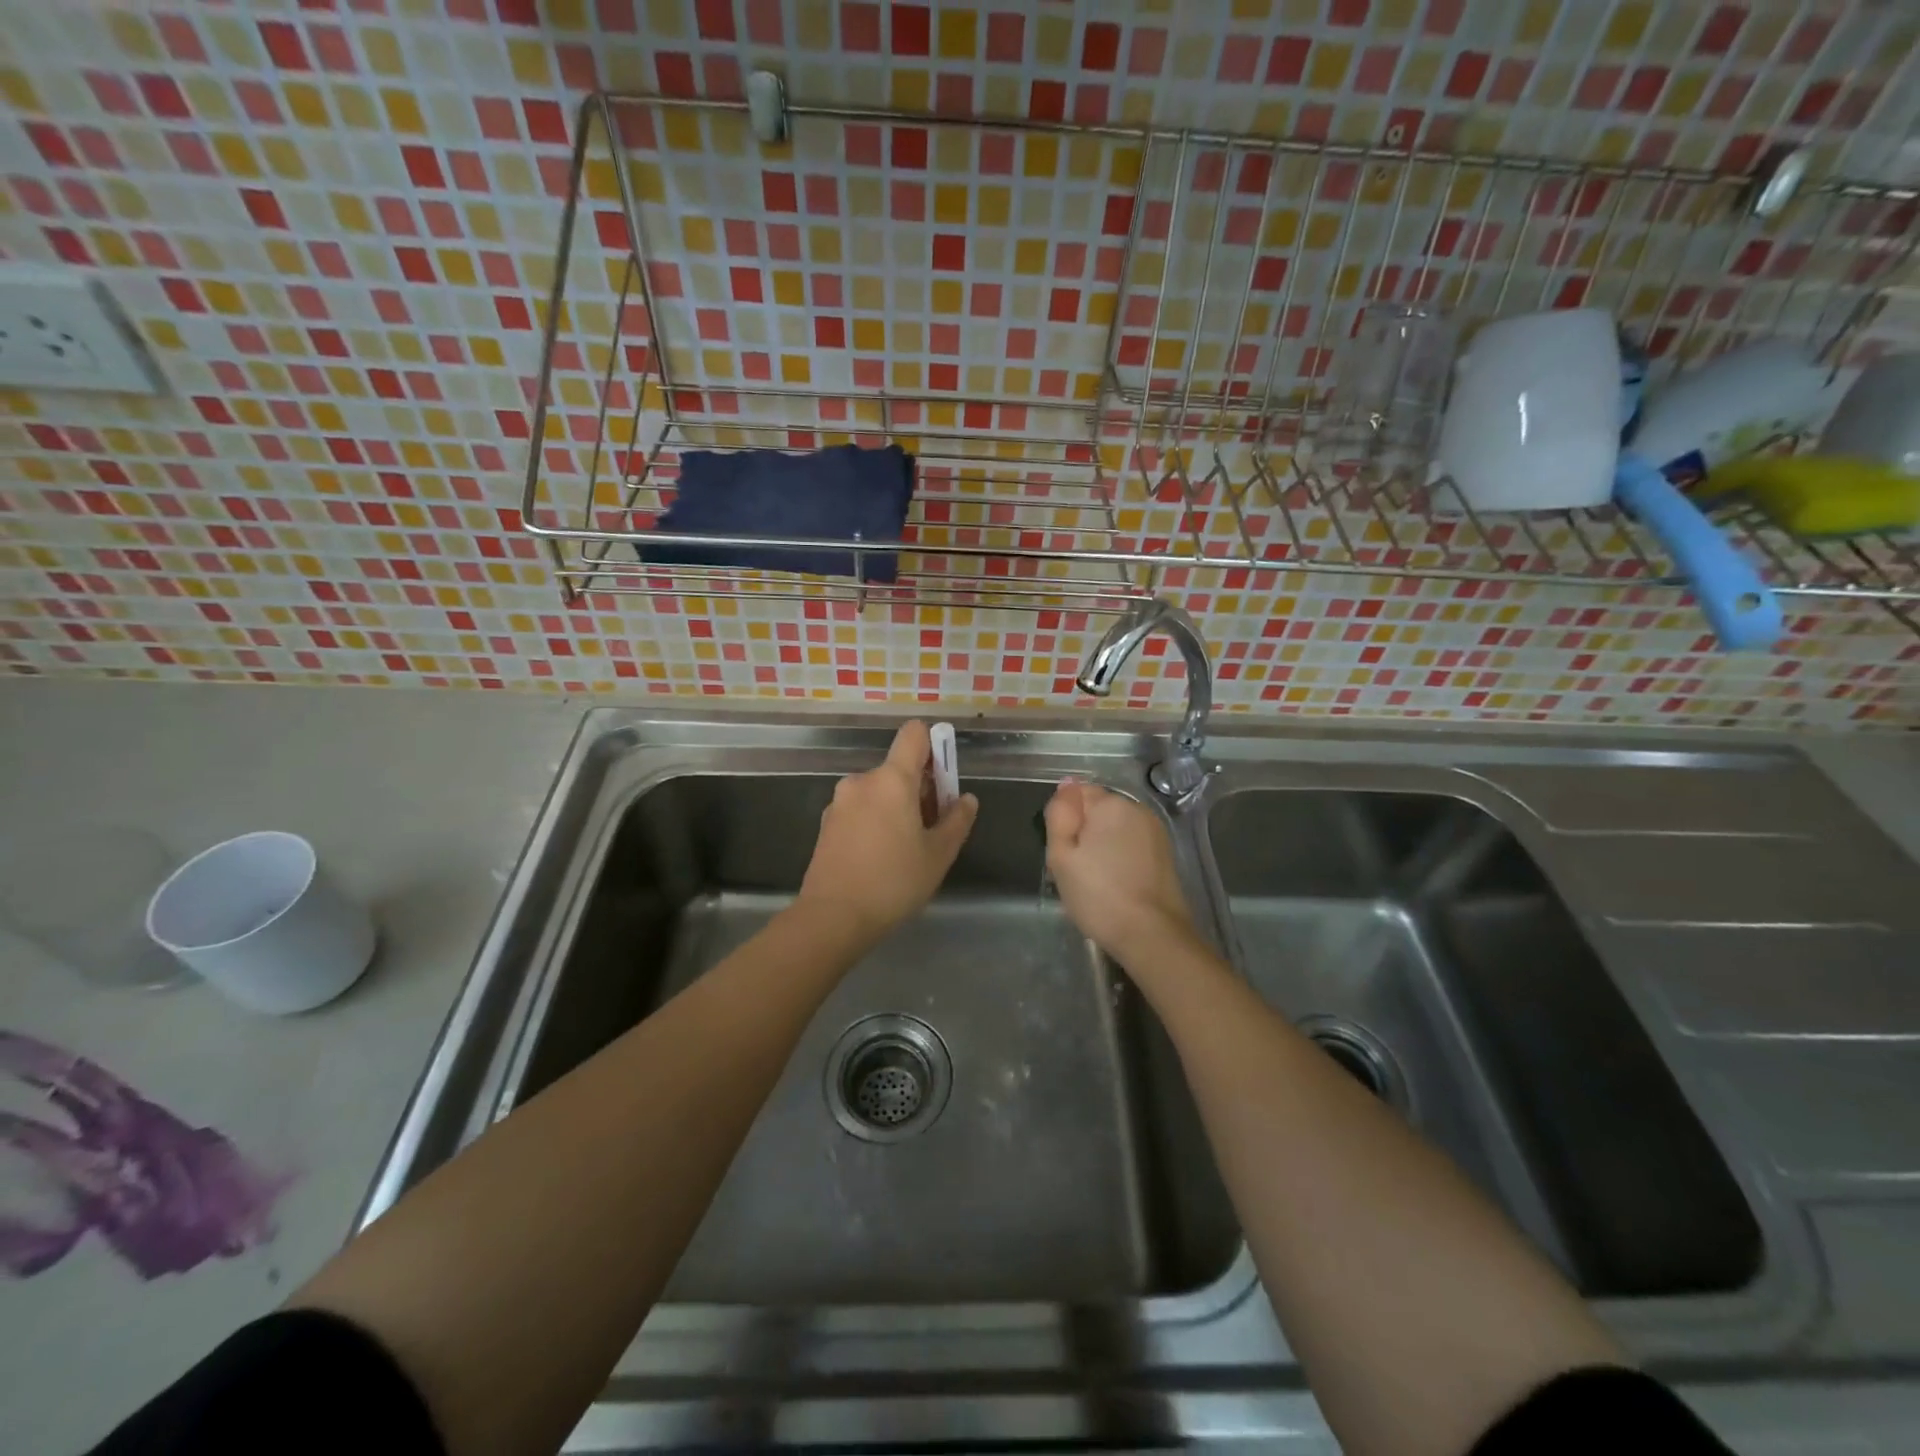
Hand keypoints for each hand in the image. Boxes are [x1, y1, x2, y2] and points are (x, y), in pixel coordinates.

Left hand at [797, 721, 978, 942]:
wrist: (832, 917)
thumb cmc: (893, 882)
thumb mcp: (938, 855)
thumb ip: (957, 821)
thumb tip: (966, 799)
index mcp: (892, 779)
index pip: (914, 734)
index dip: (933, 745)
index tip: (943, 776)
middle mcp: (862, 781)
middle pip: (898, 769)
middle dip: (919, 789)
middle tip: (931, 828)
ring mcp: (839, 802)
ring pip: (878, 792)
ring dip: (896, 807)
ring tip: (906, 849)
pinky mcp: (826, 824)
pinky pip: (860, 810)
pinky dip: (875, 821)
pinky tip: (880, 858)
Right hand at [1043, 781, 1196, 960]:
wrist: (1151, 934)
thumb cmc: (1098, 894)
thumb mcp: (1061, 856)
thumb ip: (1060, 815)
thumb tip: (1066, 784)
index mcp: (1110, 804)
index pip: (1077, 794)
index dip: (1064, 821)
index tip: (1064, 851)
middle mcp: (1137, 809)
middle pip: (1098, 811)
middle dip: (1084, 833)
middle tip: (1075, 870)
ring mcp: (1155, 831)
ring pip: (1115, 830)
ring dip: (1103, 846)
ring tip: (1096, 881)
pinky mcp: (1166, 853)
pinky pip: (1132, 845)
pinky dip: (1121, 858)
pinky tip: (1116, 885)